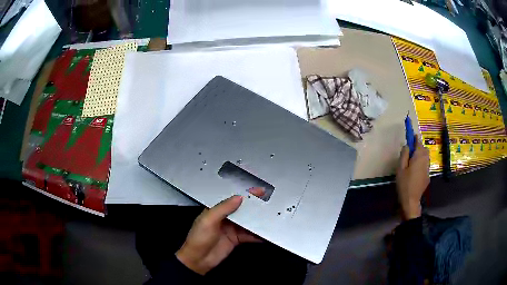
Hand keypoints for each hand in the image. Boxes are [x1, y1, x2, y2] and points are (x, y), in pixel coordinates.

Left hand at [176, 188, 263, 274]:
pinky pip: (250, 235)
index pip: (232, 199)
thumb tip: (239, 197)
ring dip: (258, 220)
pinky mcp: (237, 239)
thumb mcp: (208, 220)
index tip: (260, 190)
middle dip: (255, 206)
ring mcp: (232, 229)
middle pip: (243, 210)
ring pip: (248, 222)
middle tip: (270, 202)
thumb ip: (223, 209)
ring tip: (272, 215)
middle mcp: (226, 217)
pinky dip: (258, 234)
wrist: (198, 260)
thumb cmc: (199, 238)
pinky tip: (267, 232)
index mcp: (216, 209)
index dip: (245, 194)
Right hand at [396, 135, 429, 219]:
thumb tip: (407, 146)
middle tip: (410, 152)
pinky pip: (425, 165)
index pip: (418, 142)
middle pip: (424, 149)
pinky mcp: (428, 176)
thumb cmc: (404, 183)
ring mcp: (427, 169)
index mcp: (419, 157)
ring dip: (420, 155)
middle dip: (418, 147)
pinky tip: (415, 172)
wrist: (411, 200)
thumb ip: (404, 155)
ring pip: (425, 157)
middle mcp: (425, 161)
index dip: (414, 138)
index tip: (411, 135)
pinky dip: (421, 164)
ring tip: (412, 162)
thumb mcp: (400, 168)